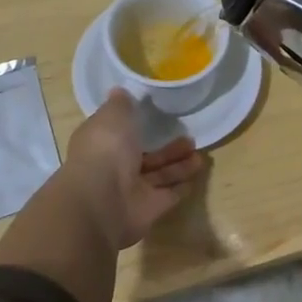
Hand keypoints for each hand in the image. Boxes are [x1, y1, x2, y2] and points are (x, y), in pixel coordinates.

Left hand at [57, 89, 208, 248]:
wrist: (103, 200)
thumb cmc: (107, 149)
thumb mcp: (113, 116)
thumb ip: (120, 105)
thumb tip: (119, 91)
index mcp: (102, 143)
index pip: (119, 131)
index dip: (135, 124)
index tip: (156, 114)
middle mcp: (115, 167)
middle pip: (144, 155)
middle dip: (167, 147)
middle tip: (190, 136)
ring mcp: (131, 190)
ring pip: (159, 175)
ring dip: (179, 165)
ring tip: (200, 155)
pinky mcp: (148, 209)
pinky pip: (168, 195)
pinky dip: (181, 187)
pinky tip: (196, 176)